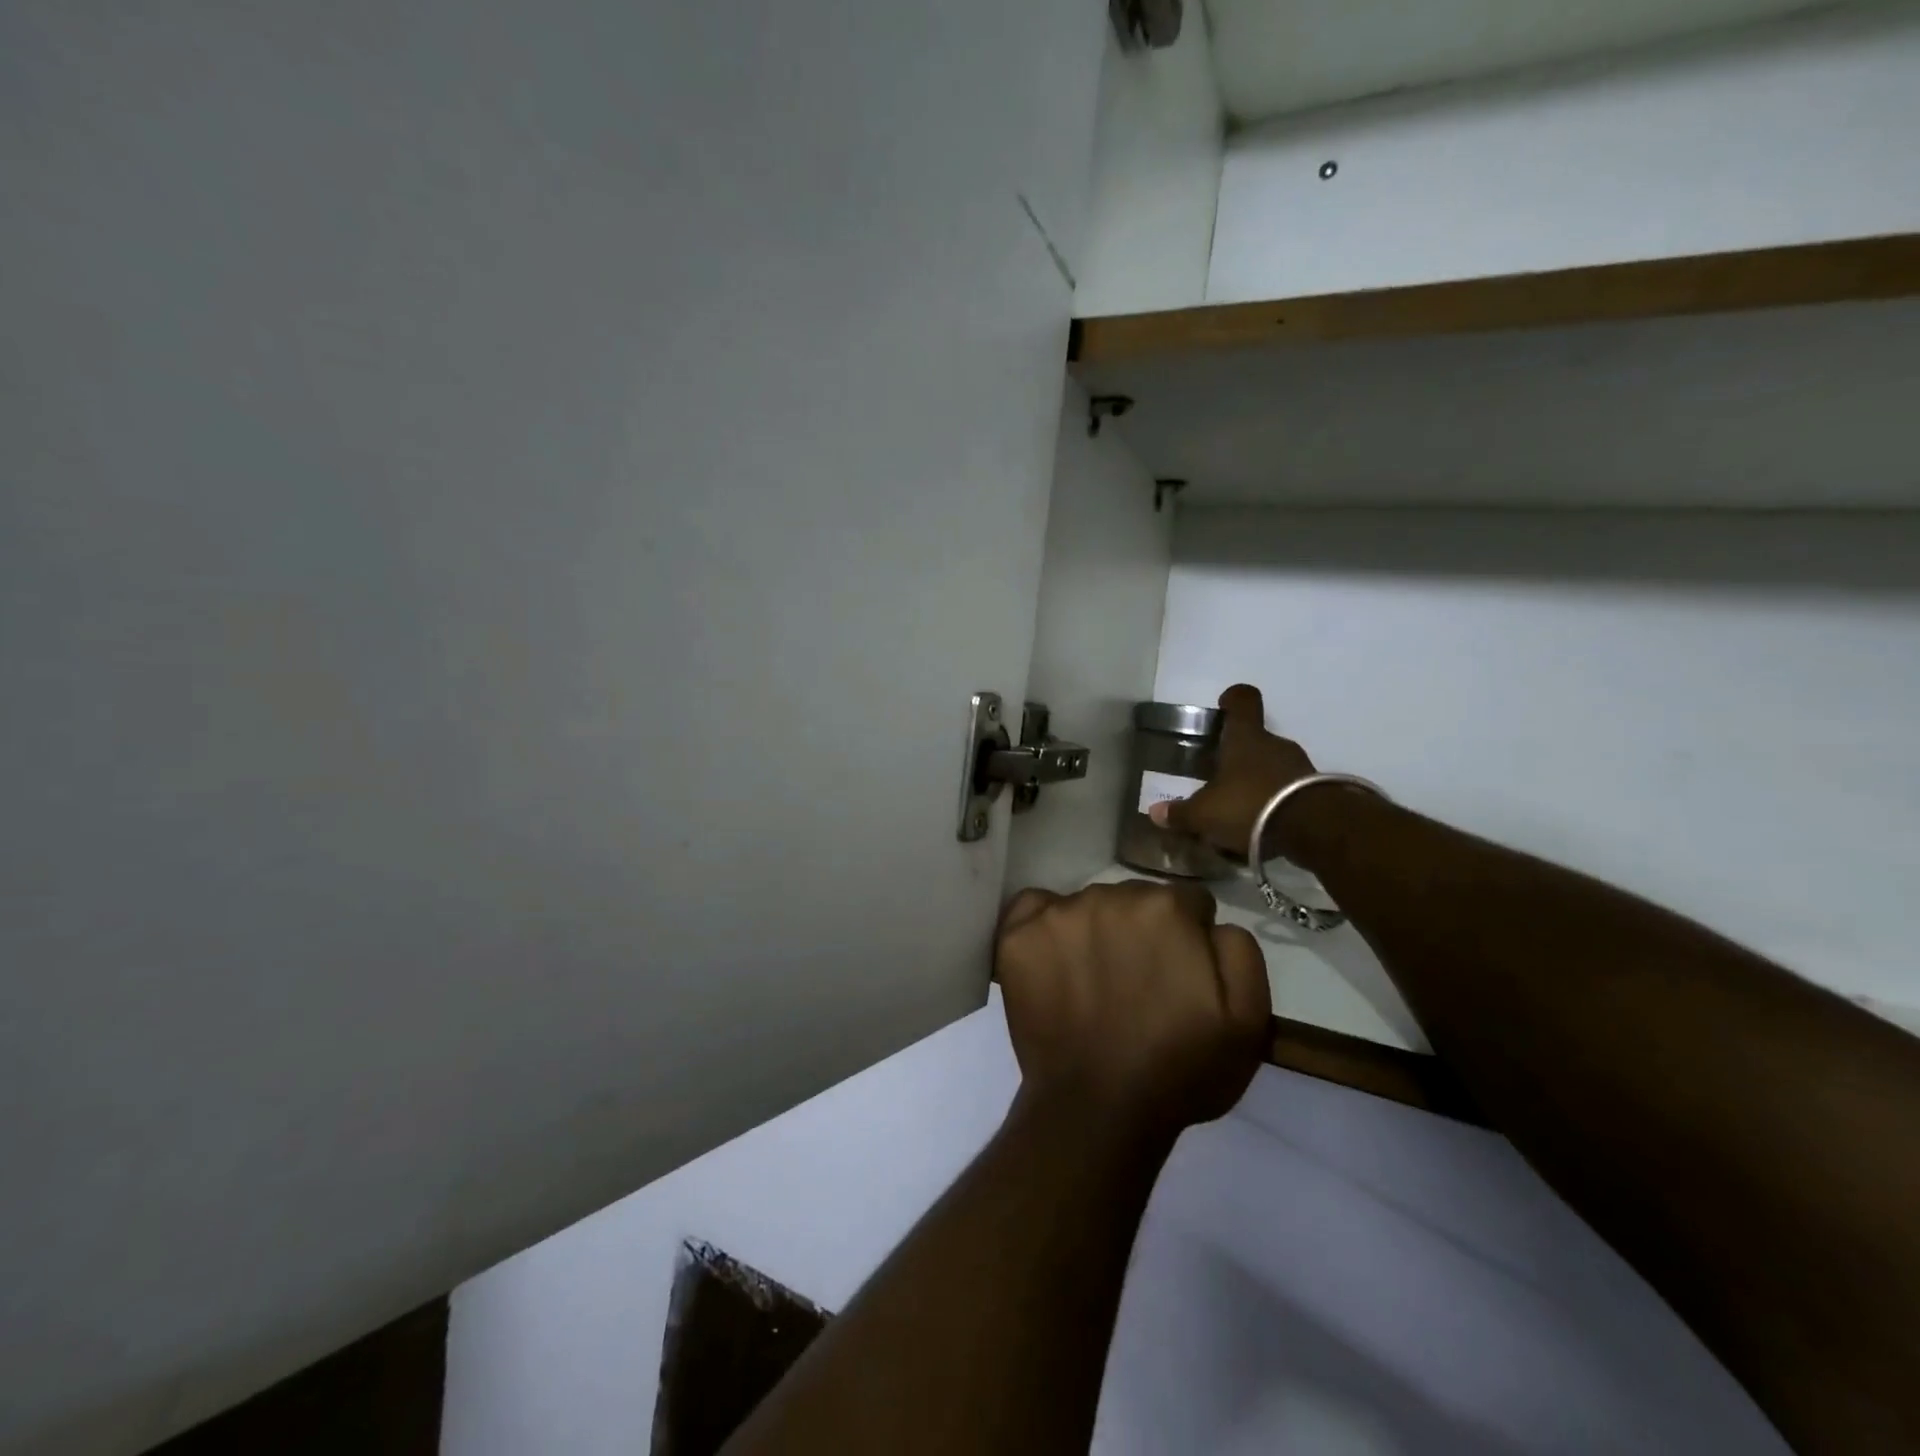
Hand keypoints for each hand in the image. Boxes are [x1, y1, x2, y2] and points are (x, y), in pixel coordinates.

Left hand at [994, 880, 1270, 1138]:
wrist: (1098, 1109)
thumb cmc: (1179, 1070)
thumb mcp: (1248, 1019)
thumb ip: (1238, 949)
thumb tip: (1210, 922)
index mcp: (1167, 909)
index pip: (1188, 903)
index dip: (1190, 939)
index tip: (1180, 975)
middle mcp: (1110, 896)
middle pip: (1135, 899)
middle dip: (1142, 931)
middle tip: (1138, 982)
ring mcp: (1058, 914)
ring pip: (1087, 905)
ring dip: (1096, 930)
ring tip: (1094, 981)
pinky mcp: (1018, 936)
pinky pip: (1033, 908)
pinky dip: (1044, 926)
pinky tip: (1053, 959)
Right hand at [1148, 684, 1314, 858]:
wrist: (1314, 831)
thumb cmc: (1250, 806)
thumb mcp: (1205, 814)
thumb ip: (1180, 813)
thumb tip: (1155, 812)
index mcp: (1246, 738)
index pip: (1243, 701)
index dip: (1233, 699)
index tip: (1224, 704)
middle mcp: (1275, 744)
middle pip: (1256, 739)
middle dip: (1238, 755)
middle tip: (1219, 777)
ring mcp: (1300, 767)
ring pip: (1273, 766)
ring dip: (1258, 781)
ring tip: (1240, 807)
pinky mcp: (1318, 792)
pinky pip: (1289, 790)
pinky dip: (1276, 802)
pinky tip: (1262, 825)